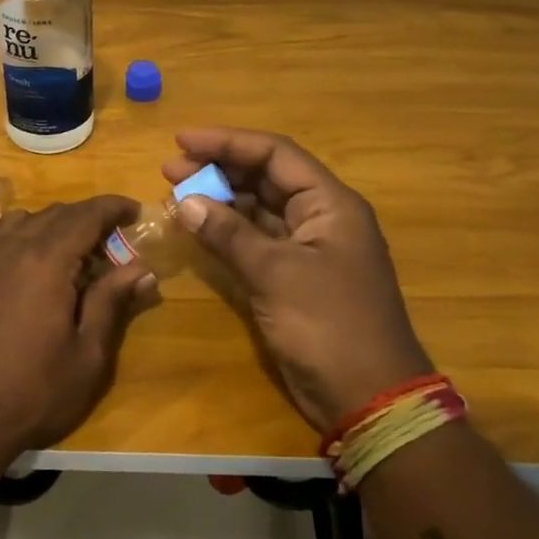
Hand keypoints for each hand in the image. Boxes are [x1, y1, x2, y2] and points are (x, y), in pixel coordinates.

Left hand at [0, 196, 154, 480]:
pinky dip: (23, 240)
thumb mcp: (85, 357)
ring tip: (71, 256)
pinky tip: (30, 274)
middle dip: (87, 219)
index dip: (113, 207)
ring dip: (53, 227)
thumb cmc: (29, 395)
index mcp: (45, 261)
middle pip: (54, 214)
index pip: (86, 215)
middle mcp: (9, 249)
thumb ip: (111, 304)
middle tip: (112, 243)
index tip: (135, 211)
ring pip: (22, 222)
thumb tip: (141, 268)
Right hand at [162, 128, 431, 434]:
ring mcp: (307, 248)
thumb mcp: (276, 274)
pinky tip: (196, 228)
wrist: (369, 398)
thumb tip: (185, 201)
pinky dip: (226, 232)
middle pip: (265, 177)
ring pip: (258, 208)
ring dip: (219, 199)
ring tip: (175, 195)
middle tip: (169, 169)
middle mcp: (320, 217)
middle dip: (218, 169)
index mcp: (330, 204)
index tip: (182, 140)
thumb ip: (229, 234)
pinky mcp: (293, 277)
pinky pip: (255, 240)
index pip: (275, 154)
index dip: (228, 142)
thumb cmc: (329, 326)